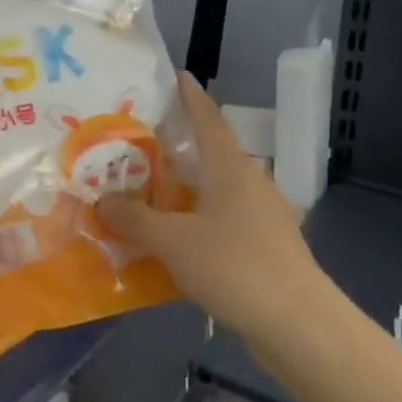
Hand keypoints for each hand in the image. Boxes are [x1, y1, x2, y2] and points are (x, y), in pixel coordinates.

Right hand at [98, 72, 328, 336]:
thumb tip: (102, 200)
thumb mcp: (173, 242)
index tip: (175, 75)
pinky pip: (223, 219)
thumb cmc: (236, 267)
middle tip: (139, 139)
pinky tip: (174, 236)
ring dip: (185, 185)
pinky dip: (196, 217)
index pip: (208, 117)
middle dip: (179, 143)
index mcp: (230, 168)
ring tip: (147, 187)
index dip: (190, 95)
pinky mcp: (266, 246)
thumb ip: (135, 220)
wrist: (299, 325)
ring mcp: (262, 216)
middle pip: (211, 151)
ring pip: (216, 188)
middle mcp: (250, 183)